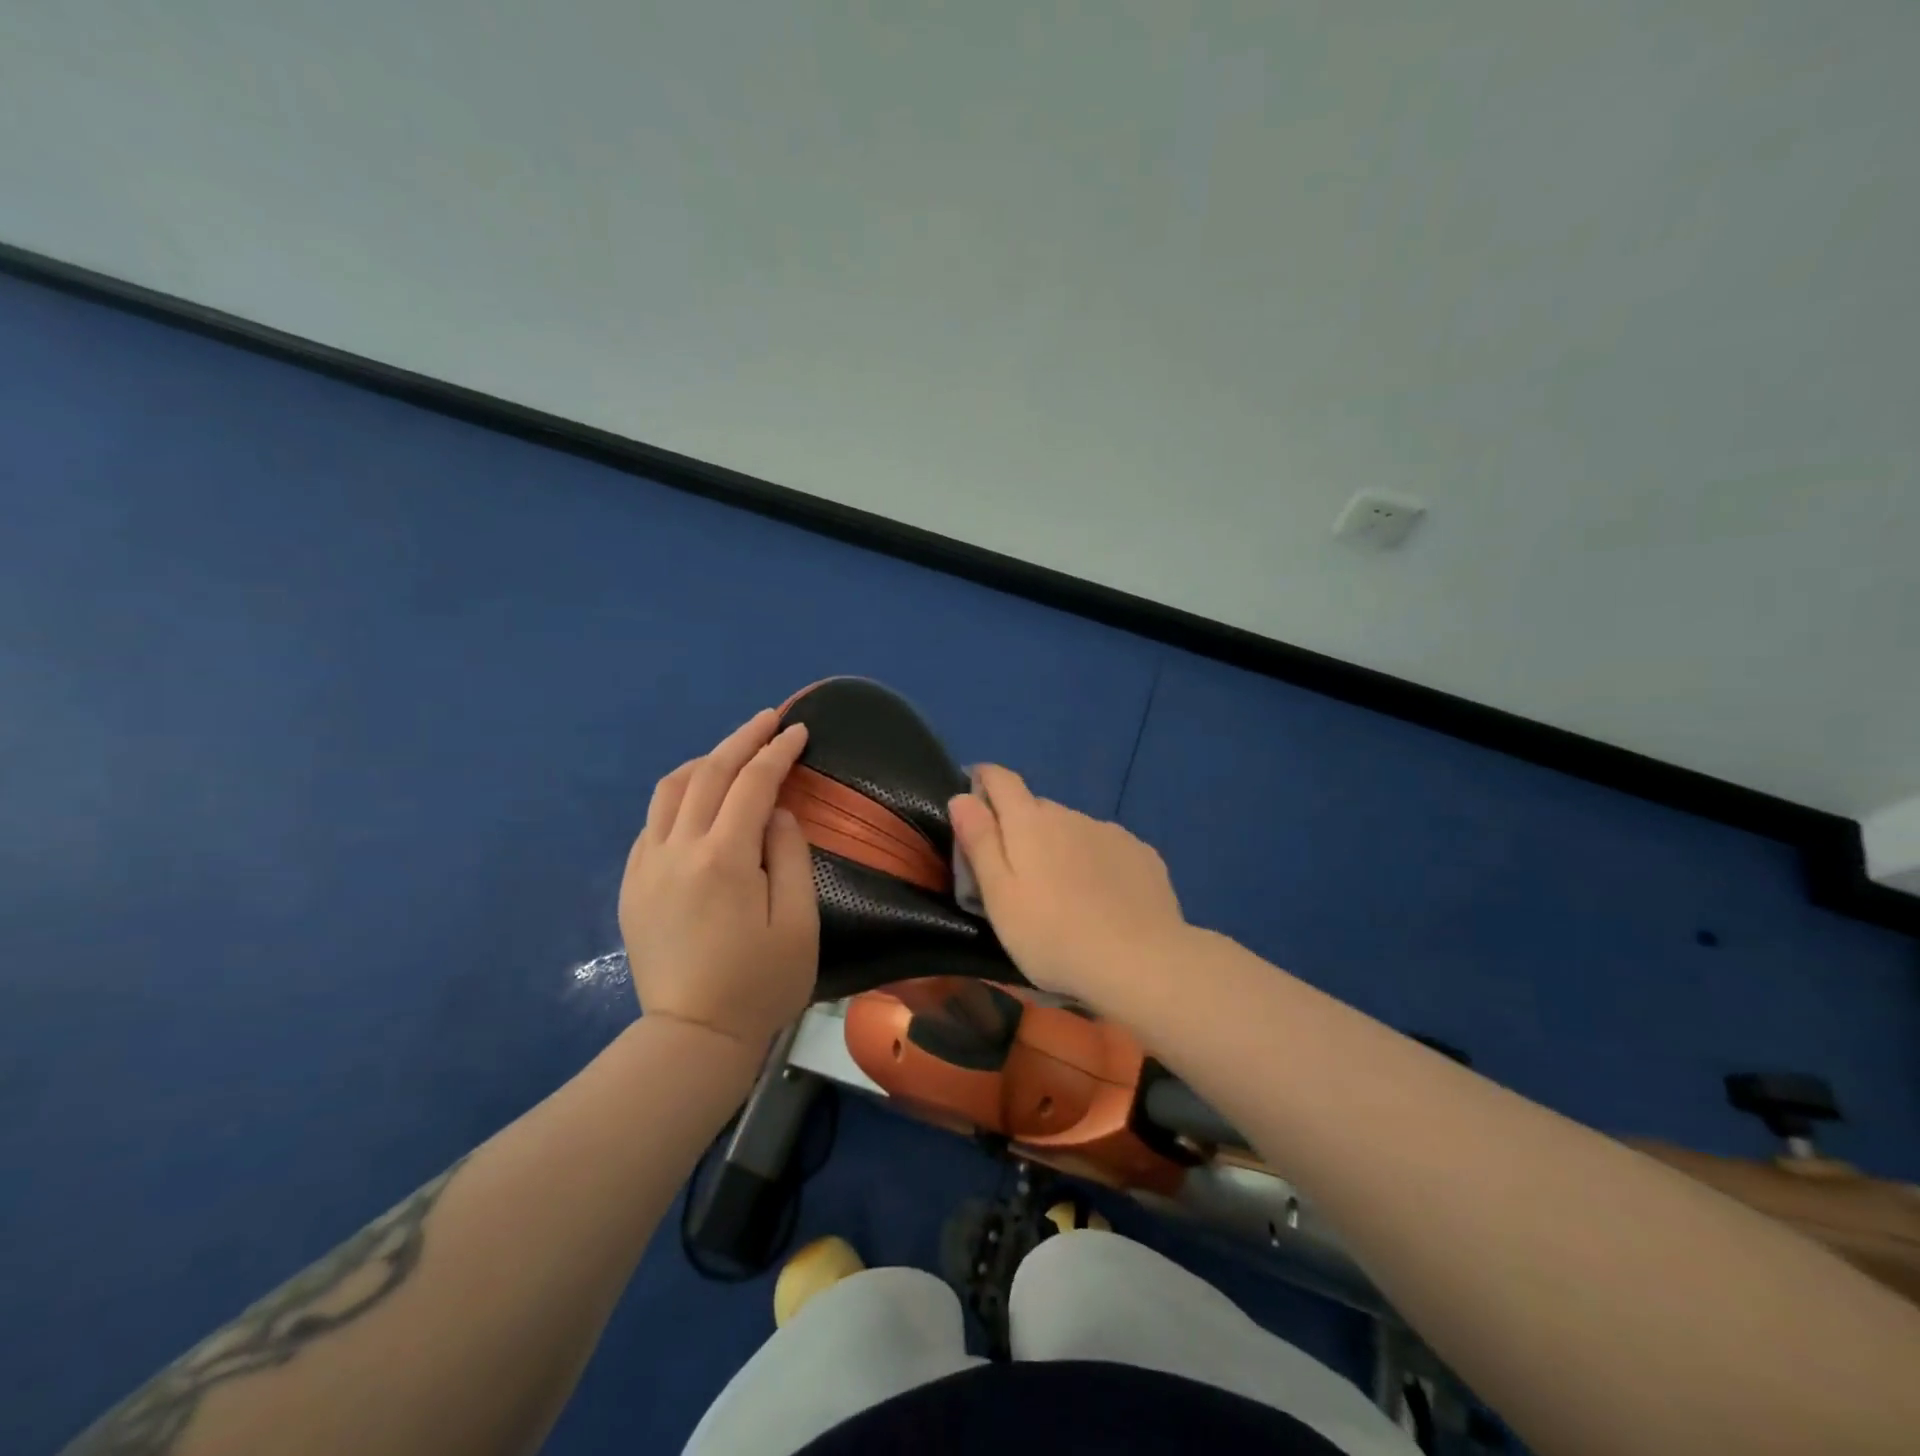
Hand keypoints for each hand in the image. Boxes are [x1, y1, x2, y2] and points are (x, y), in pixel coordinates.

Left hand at [619, 709, 818, 1052]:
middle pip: (708, 773)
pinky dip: (679, 797)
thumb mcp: (798, 922)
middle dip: (742, 739)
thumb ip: (790, 856)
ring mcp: (646, 865)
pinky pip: (652, 822)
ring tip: (733, 753)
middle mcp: (677, 849)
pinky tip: (698, 803)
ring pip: (670, 790)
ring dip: (704, 761)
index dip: (778, 751)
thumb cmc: (759, 983)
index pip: (753, 783)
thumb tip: (776, 813)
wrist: (692, 1037)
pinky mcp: (631, 884)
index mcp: (723, 858)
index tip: (798, 730)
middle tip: (769, 720)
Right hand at [948, 764, 1187, 1007]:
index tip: (973, 796)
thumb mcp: (1000, 896)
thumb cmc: (1053, 936)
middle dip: (1020, 826)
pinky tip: (1102, 897)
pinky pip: (1105, 846)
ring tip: (1062, 891)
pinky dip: (1095, 861)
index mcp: (1029, 822)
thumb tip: (962, 797)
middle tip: (1015, 871)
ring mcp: (1110, 832)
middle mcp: (1070, 814)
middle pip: (1036, 807)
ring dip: (1059, 846)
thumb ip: (980, 842)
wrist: (1141, 962)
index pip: (1000, 779)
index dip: (983, 780)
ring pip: (1073, 828)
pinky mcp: (1142, 853)